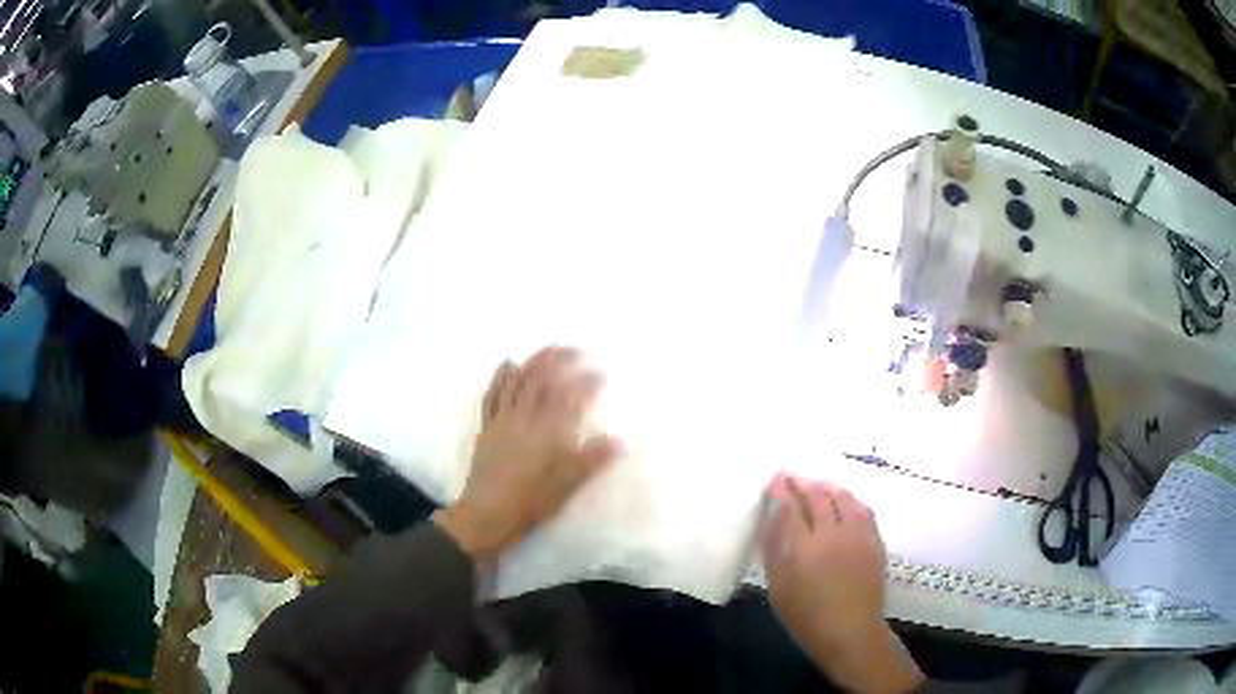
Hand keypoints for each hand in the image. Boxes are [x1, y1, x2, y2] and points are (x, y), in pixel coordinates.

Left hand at [435, 346, 621, 563]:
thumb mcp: (566, 487)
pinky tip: (507, 364)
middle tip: (573, 349)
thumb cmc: (530, 503)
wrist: (487, 515)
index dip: (585, 382)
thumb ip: (590, 461)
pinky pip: (493, 396)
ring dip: (532, 363)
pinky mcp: (487, 428)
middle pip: (540, 381)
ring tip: (546, 350)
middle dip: (557, 361)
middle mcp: (524, 420)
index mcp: (546, 433)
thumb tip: (617, 441)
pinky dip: (500, 377)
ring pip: (516, 383)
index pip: (568, 398)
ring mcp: (502, 421)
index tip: (600, 373)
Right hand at [762, 474, 923, 692]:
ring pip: (844, 497)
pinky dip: (850, 500)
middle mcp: (832, 533)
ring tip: (817, 485)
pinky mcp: (875, 541)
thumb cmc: (806, 616)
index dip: (781, 490)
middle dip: (802, 483)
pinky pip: (863, 510)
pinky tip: (845, 501)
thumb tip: (771, 520)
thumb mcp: (779, 587)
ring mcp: (858, 535)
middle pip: (818, 496)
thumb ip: (774, 551)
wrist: (850, 631)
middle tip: (791, 477)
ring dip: (828, 486)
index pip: (790, 507)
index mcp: (804, 548)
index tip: (775, 478)